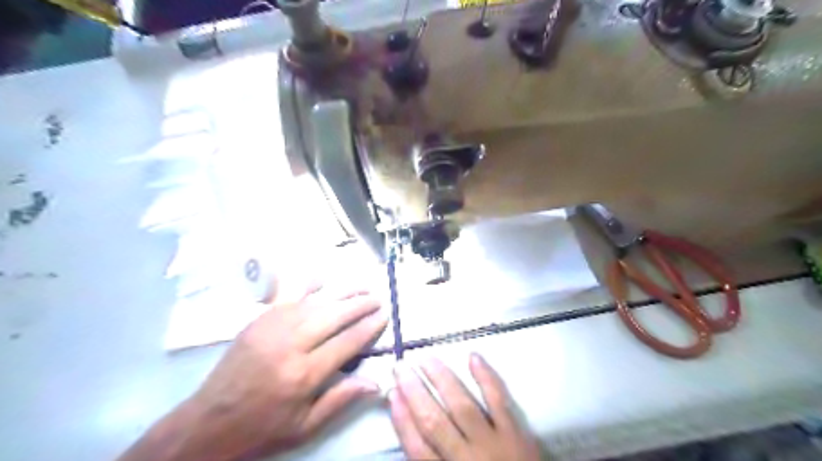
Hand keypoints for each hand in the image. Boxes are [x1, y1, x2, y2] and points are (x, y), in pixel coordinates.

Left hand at [119, 285, 388, 460]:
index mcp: (304, 374)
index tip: (384, 316)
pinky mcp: (259, 320)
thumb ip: (340, 400)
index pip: (347, 341)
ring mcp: (273, 327)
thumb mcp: (304, 428)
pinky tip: (323, 278)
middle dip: (360, 304)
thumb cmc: (262, 428)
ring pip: (316, 301)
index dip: (369, 327)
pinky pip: (287, 295)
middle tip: (377, 298)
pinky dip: (307, 284)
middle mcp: (291, 344)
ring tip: (362, 286)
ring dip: (342, 291)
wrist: (208, 423)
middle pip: (334, 315)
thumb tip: (376, 382)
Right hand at [389, 355, 543, 459]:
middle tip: (400, 367)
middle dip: (414, 392)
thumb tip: (412, 432)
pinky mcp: (516, 432)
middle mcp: (466, 458)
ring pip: (462, 406)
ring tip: (425, 359)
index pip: (417, 448)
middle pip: (434, 422)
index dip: (402, 419)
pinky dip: (486, 378)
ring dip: (441, 379)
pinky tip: (472, 357)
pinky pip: (499, 401)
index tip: (392, 393)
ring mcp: (493, 442)